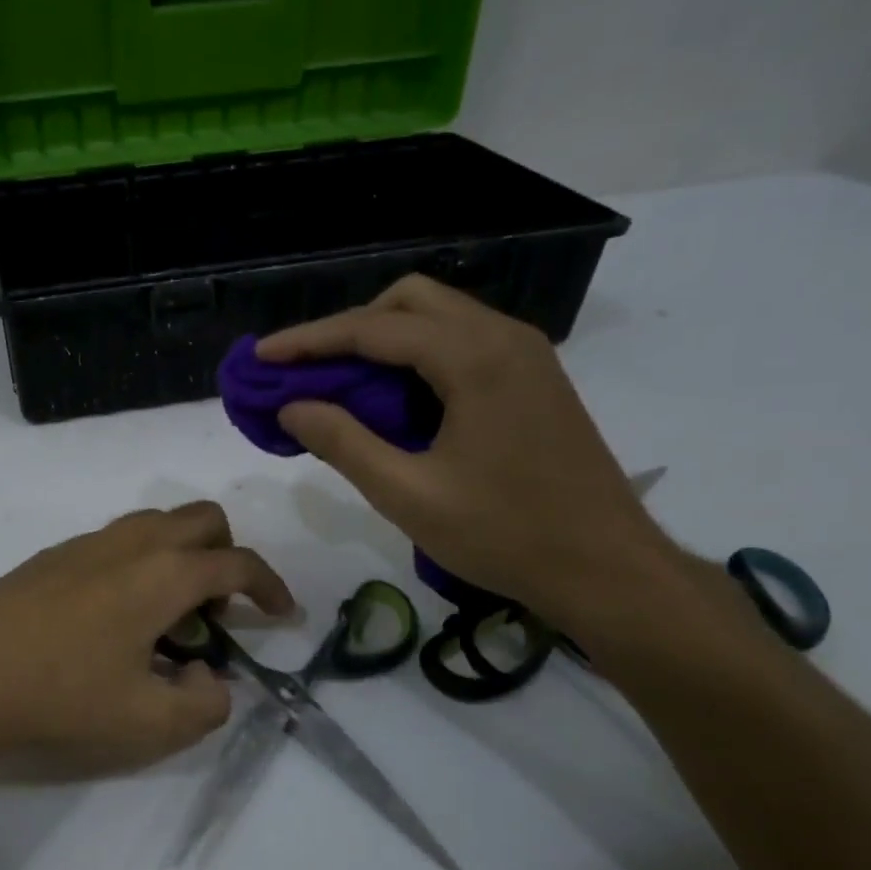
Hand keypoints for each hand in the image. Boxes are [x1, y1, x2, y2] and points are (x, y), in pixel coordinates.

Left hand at [0, 502, 293, 777]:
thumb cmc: (62, 697)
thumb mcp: (149, 723)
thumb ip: (204, 704)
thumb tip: (211, 679)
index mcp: (163, 574)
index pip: (237, 563)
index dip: (271, 586)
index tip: (282, 613)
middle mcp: (130, 543)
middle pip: (201, 519)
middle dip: (227, 556)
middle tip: (217, 611)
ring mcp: (86, 543)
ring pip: (156, 524)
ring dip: (181, 557)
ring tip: (167, 617)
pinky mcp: (53, 555)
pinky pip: (117, 541)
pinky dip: (140, 563)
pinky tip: (114, 617)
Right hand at [257, 276, 672, 633]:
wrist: (608, 569)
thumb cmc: (505, 534)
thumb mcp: (407, 493)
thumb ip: (343, 442)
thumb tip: (292, 406)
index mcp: (474, 358)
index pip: (373, 329)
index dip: (309, 341)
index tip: (263, 354)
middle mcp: (504, 337)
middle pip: (409, 301)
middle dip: (348, 328)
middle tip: (307, 370)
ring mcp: (526, 354)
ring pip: (438, 316)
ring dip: (382, 339)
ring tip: (339, 383)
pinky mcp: (533, 377)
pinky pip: (461, 341)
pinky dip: (415, 355)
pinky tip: (393, 397)